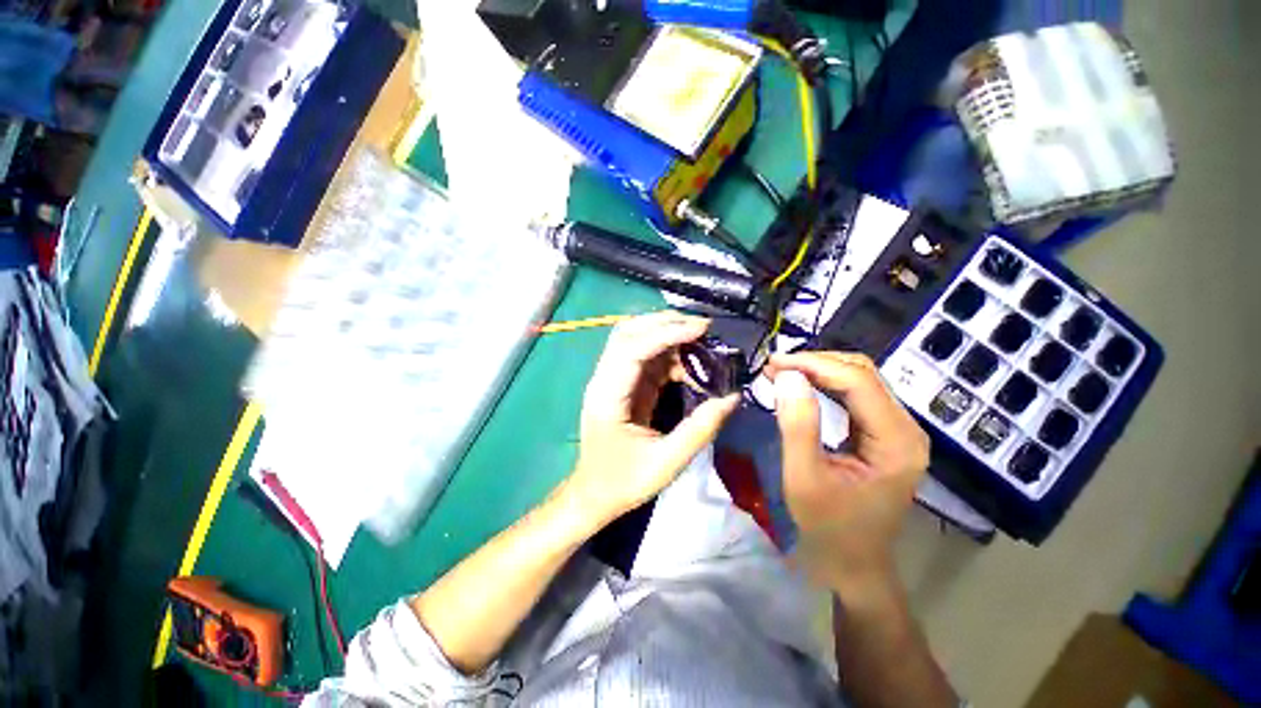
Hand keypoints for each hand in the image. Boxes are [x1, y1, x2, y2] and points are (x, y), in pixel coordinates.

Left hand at [567, 312, 739, 523]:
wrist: (594, 493)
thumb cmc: (624, 481)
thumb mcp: (667, 462)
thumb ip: (700, 429)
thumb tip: (732, 397)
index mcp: (607, 396)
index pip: (632, 349)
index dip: (666, 333)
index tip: (702, 328)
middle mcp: (604, 379)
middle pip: (628, 333)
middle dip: (665, 323)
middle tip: (703, 327)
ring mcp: (611, 379)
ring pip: (635, 339)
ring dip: (667, 334)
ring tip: (701, 339)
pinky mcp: (622, 384)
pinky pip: (644, 357)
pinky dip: (667, 352)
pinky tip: (689, 362)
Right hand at [764, 352, 929, 595]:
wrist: (854, 563)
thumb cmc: (828, 528)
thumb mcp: (804, 478)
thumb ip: (797, 424)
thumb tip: (786, 375)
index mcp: (896, 442)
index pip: (857, 381)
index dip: (813, 364)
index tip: (772, 363)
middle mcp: (906, 429)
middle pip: (863, 374)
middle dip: (815, 363)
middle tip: (773, 367)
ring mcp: (898, 430)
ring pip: (859, 379)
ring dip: (818, 370)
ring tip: (781, 371)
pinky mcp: (885, 434)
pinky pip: (855, 395)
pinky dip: (825, 384)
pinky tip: (802, 384)